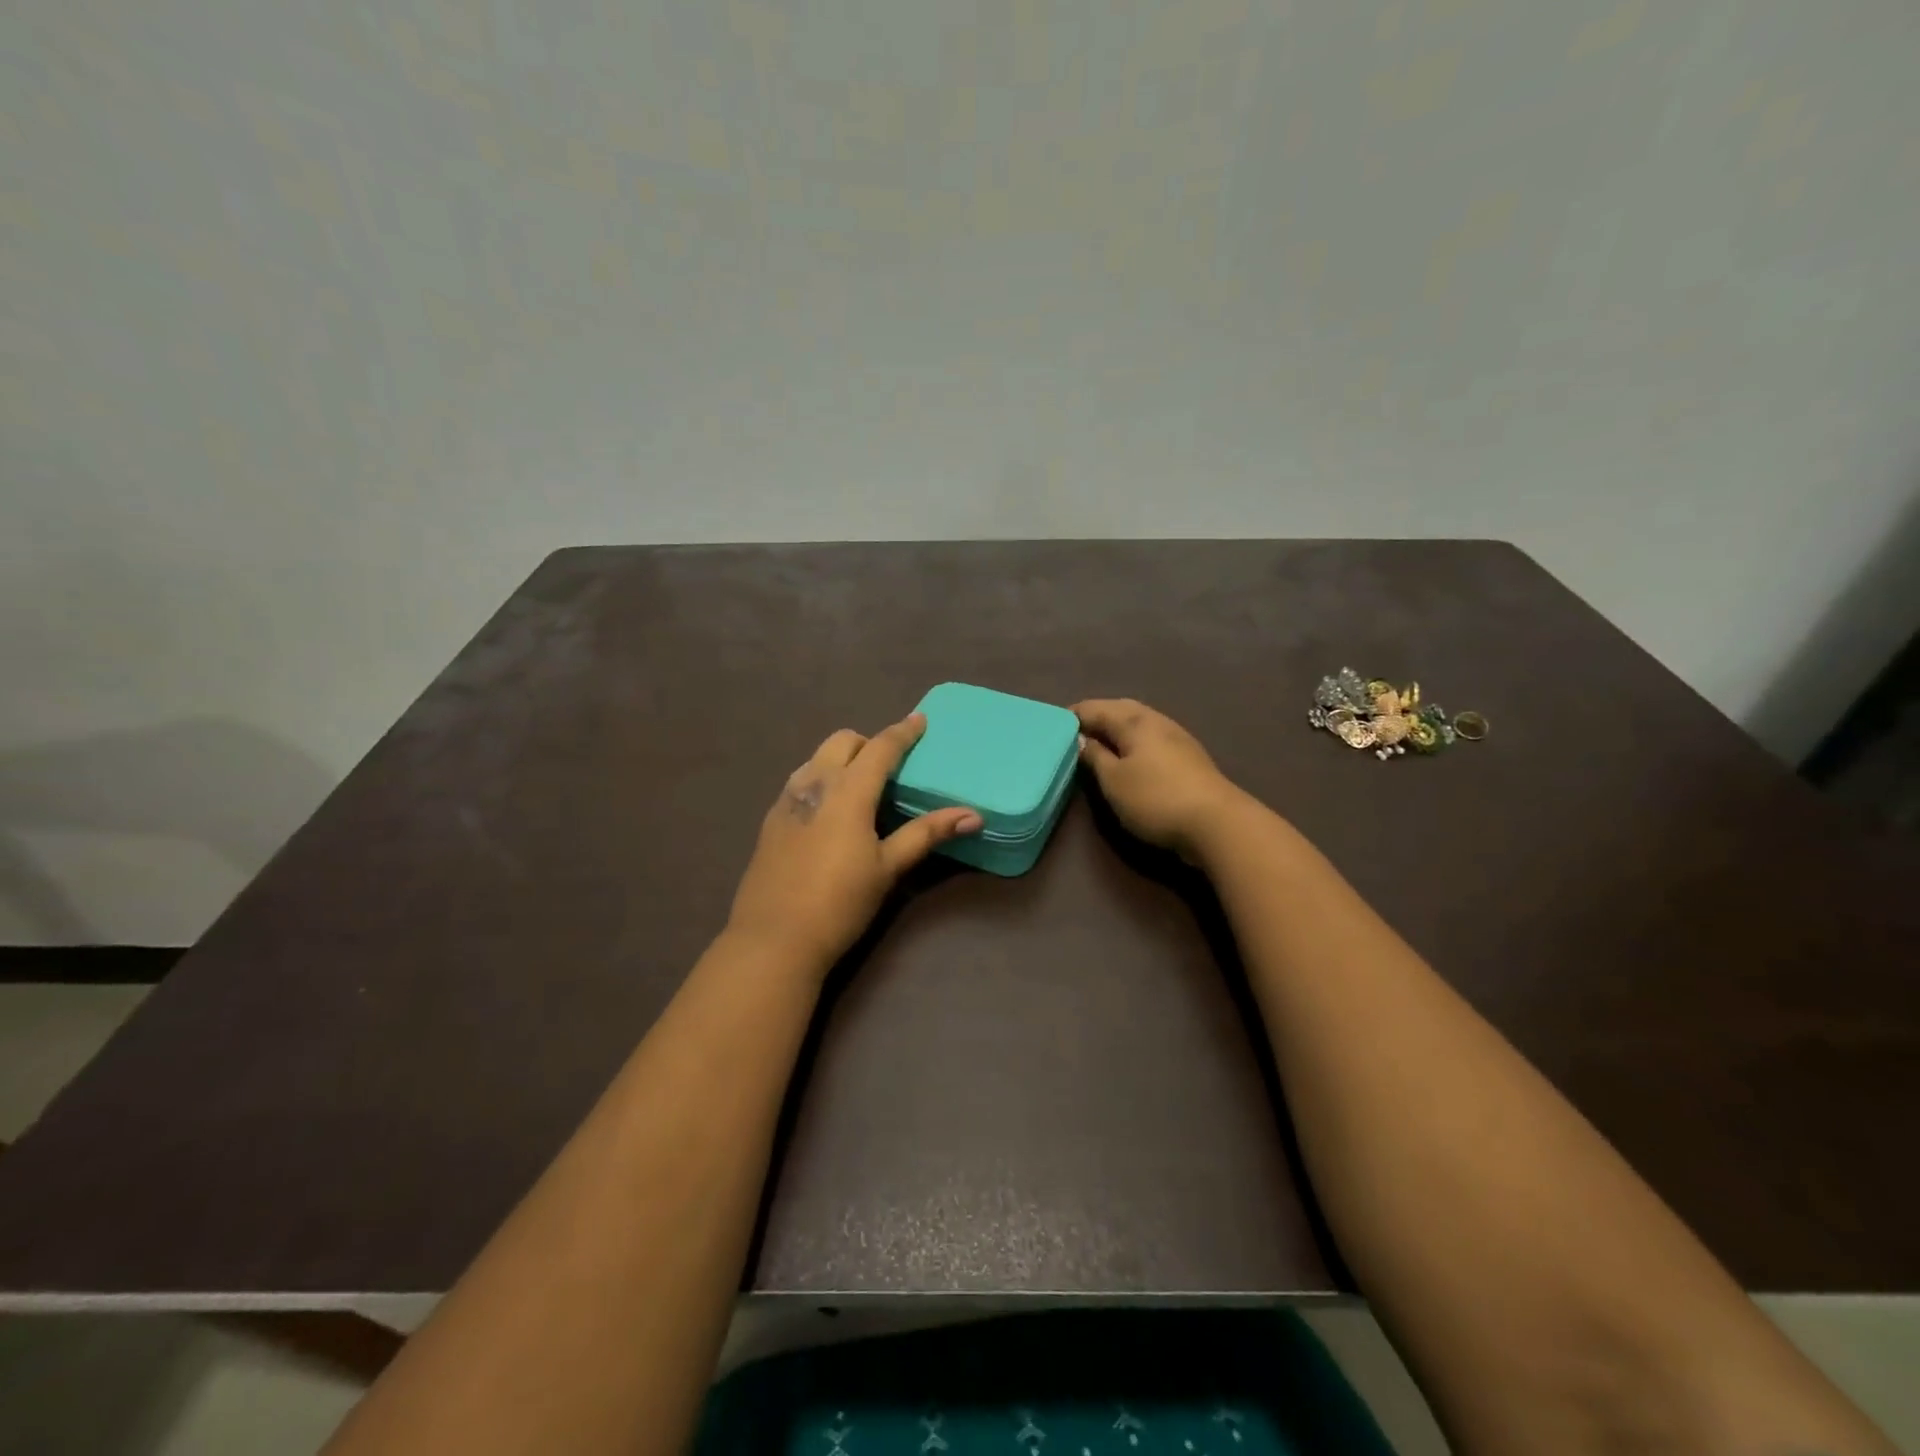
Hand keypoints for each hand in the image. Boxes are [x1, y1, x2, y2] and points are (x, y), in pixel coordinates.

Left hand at [727, 713, 981, 970]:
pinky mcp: (771, 819)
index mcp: (848, 791)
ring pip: (817, 758)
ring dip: (841, 759)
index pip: (880, 748)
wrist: (774, 939)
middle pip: (843, 741)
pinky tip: (829, 813)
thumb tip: (972, 815)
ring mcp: (787, 799)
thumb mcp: (888, 868)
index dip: (903, 732)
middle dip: (868, 743)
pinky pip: (800, 780)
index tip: (920, 720)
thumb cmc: (840, 902)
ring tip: (860, 788)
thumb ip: (926, 834)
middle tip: (888, 768)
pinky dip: (821, 779)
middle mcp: (814, 783)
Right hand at [1074, 698, 1253, 864]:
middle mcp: (1156, 721)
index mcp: (1134, 721)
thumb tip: (1081, 739)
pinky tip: (1129, 756)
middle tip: (1074, 731)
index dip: (1072, 715)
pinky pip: (1151, 738)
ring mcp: (1177, 737)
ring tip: (1097, 743)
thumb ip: (1094, 757)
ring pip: (1138, 723)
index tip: (1053, 725)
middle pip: (1120, 709)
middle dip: (1096, 716)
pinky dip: (1133, 741)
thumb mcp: (1114, 781)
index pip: (1095, 708)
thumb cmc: (1155, 799)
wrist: (1217, 823)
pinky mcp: (1188, 757)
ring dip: (1116, 728)